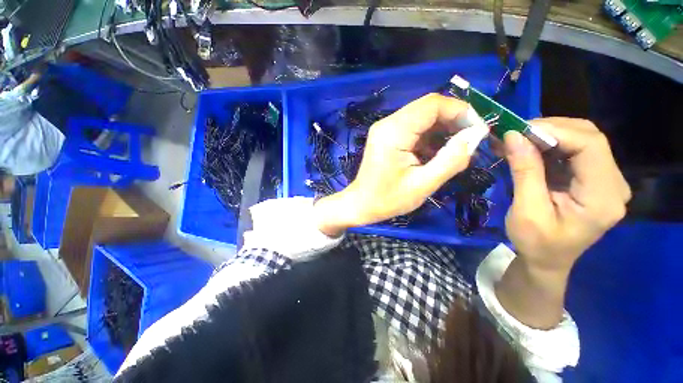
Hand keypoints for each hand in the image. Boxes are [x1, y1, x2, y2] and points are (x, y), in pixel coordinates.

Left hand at [315, 93, 488, 236]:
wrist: (361, 204)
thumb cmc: (387, 199)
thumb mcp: (423, 184)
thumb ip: (451, 160)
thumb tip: (475, 135)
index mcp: (393, 132)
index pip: (432, 104)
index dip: (460, 111)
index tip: (479, 130)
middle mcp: (388, 123)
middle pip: (428, 108)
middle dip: (453, 121)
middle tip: (470, 141)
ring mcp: (386, 129)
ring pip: (423, 118)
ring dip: (443, 130)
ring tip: (457, 150)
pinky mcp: (387, 137)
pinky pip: (414, 129)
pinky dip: (430, 138)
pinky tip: (438, 153)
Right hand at [504, 118, 630, 273]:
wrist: (546, 260)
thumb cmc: (536, 243)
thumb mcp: (526, 211)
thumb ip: (525, 172)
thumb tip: (512, 137)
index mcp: (603, 198)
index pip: (591, 146)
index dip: (555, 131)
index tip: (517, 131)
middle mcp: (613, 184)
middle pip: (589, 137)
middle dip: (550, 129)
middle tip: (514, 134)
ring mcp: (605, 180)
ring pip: (582, 139)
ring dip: (547, 135)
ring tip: (516, 140)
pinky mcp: (592, 178)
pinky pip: (574, 150)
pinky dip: (549, 145)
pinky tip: (528, 149)